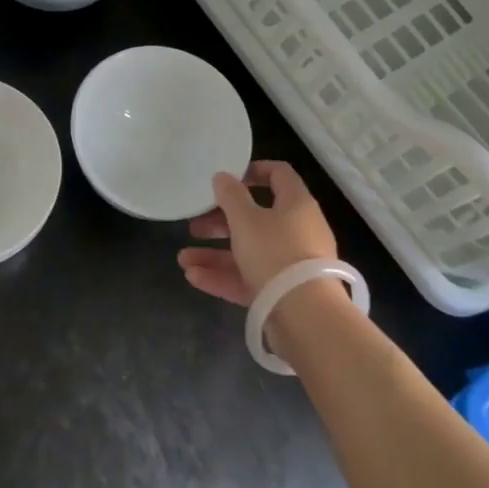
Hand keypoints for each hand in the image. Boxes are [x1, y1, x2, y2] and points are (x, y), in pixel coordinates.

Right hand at [177, 160, 338, 306]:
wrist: (305, 316)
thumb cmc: (275, 253)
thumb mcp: (246, 219)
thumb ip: (231, 196)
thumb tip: (223, 176)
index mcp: (296, 204)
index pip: (279, 175)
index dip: (253, 171)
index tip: (226, 178)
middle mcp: (297, 231)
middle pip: (256, 218)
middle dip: (221, 221)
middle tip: (195, 225)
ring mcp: (290, 264)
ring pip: (248, 252)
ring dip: (215, 254)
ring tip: (183, 260)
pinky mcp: (282, 292)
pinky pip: (250, 278)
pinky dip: (224, 276)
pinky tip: (194, 278)